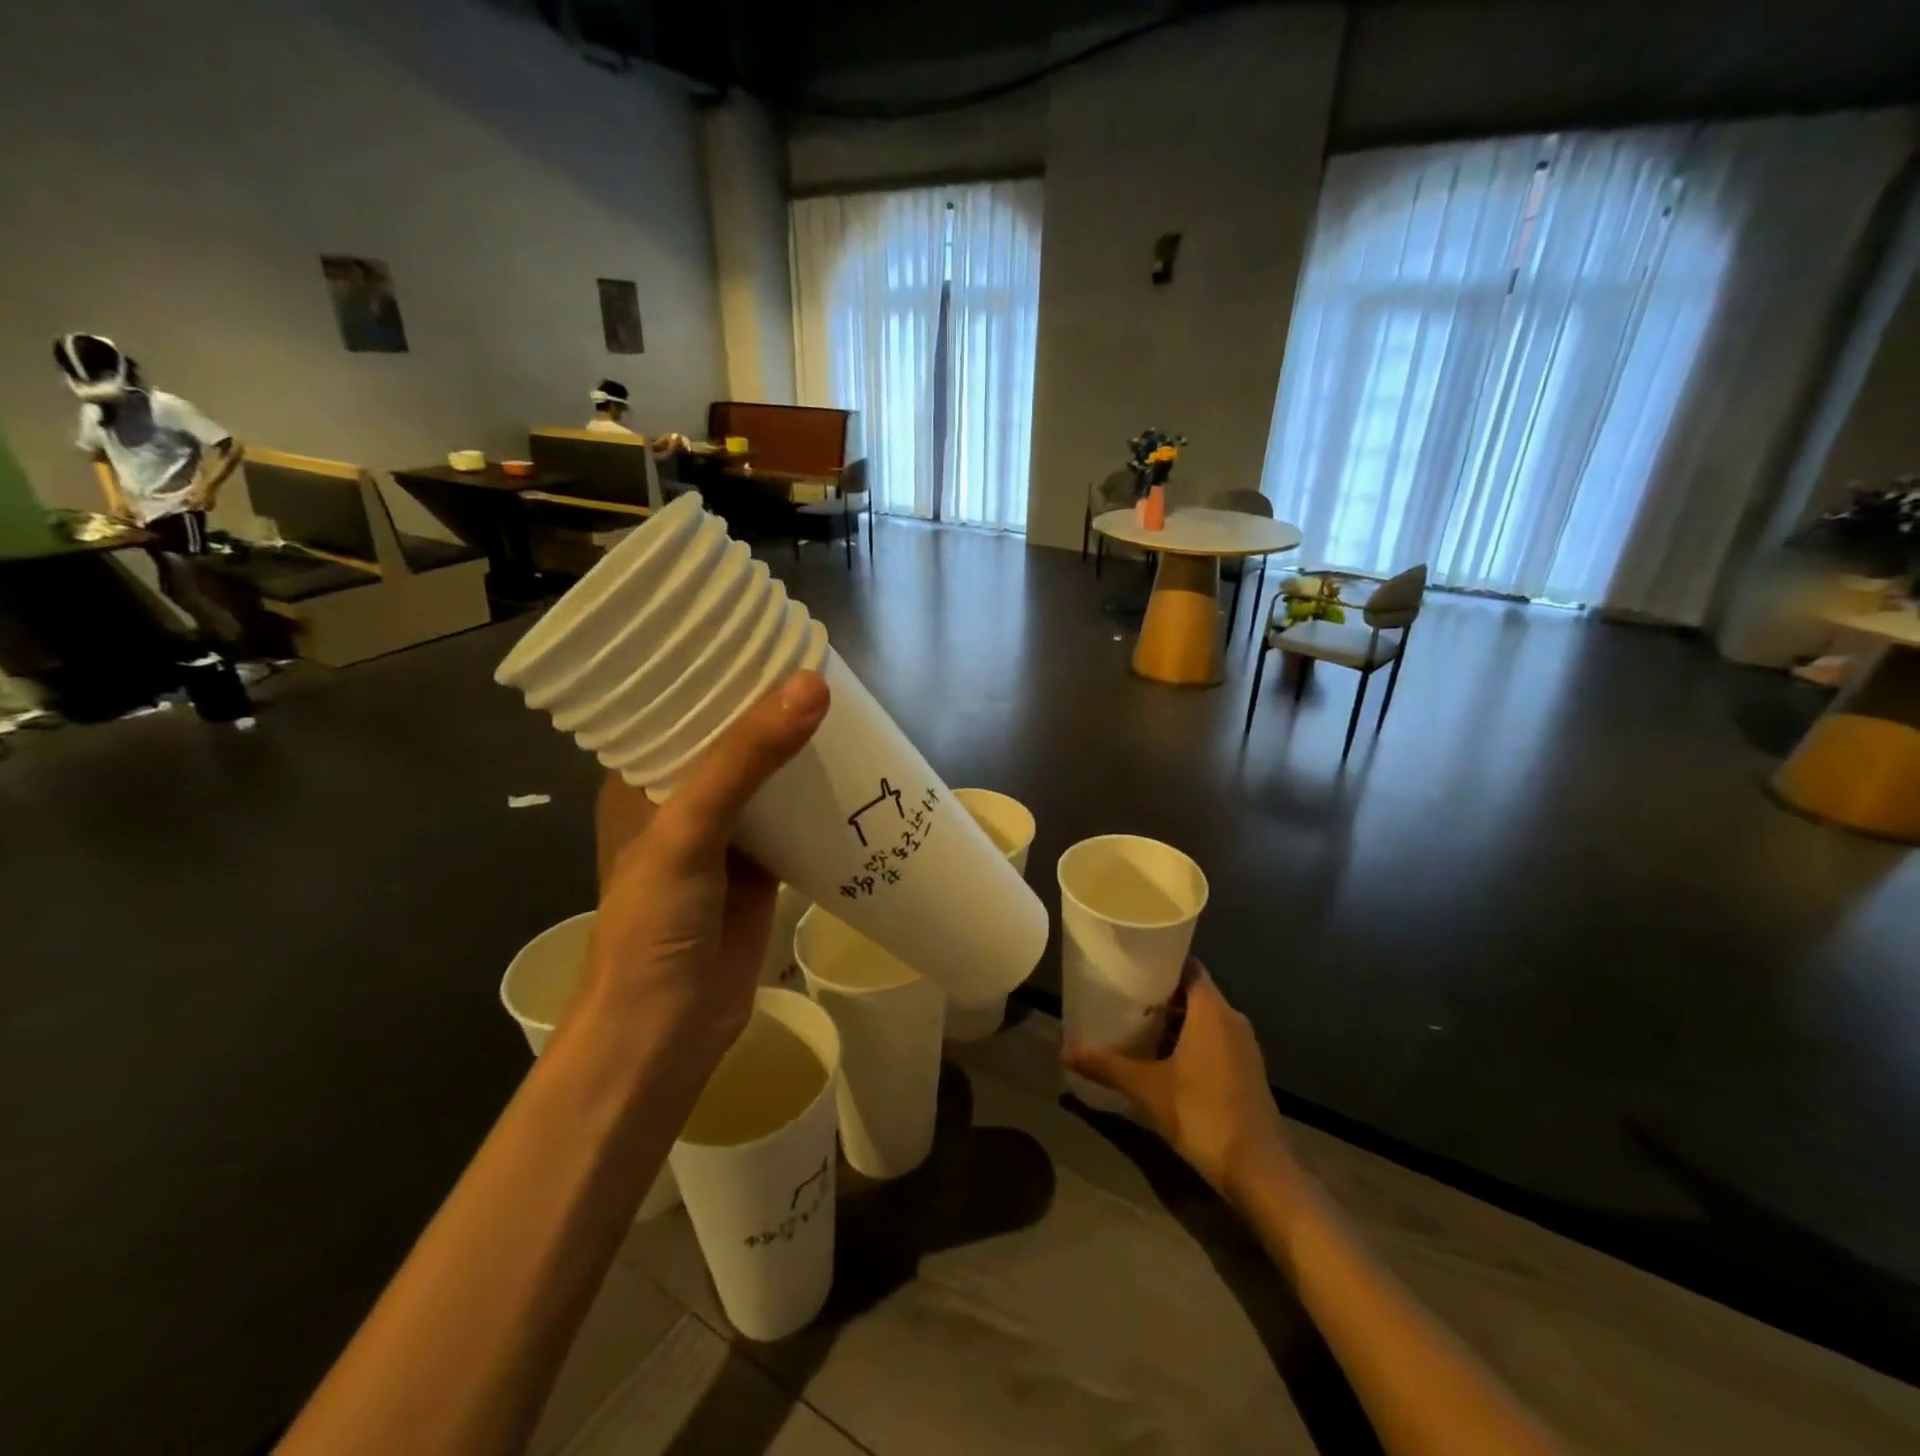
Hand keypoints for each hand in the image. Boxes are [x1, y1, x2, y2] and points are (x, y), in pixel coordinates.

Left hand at [582, 669, 828, 1067]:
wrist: (666, 1031)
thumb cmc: (654, 926)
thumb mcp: (690, 830)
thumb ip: (746, 758)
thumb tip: (811, 684)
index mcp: (641, 780)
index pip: (677, 707)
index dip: (715, 671)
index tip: (763, 634)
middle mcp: (680, 801)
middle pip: (730, 739)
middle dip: (769, 707)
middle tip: (821, 666)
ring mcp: (723, 836)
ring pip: (765, 777)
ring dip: (797, 749)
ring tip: (844, 707)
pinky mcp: (758, 868)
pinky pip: (791, 818)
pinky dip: (816, 797)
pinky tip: (853, 772)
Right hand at [1066, 964, 1299, 1204]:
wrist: (1258, 1170)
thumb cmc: (1202, 1114)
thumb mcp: (1147, 1089)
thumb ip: (1107, 1066)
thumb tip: (1065, 1051)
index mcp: (1211, 1010)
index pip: (1187, 965)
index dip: (1160, 961)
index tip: (1130, 965)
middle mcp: (1232, 1018)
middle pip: (1193, 991)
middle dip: (1161, 993)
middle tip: (1124, 996)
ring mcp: (1244, 1045)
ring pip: (1205, 1017)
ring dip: (1175, 1019)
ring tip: (1138, 1025)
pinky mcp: (1248, 1070)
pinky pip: (1215, 1039)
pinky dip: (1191, 1039)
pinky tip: (1164, 1058)